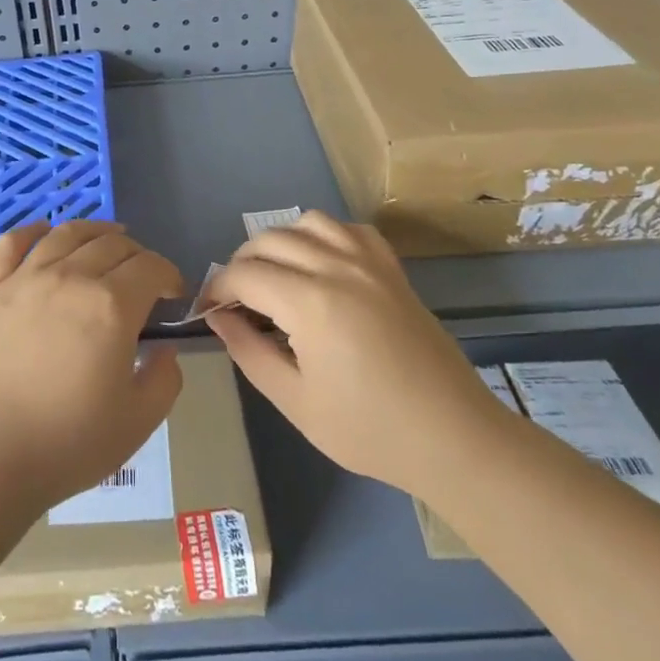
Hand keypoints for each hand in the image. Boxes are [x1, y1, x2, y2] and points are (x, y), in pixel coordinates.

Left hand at [0, 220, 185, 512]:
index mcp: (110, 305)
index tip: (173, 294)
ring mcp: (22, 279)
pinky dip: (31, 231)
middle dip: (137, 254)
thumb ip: (164, 379)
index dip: (169, 275)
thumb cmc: (64, 445)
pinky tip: (42, 232)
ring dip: (94, 231)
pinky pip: (10, 244)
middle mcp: (69, 278)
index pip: (150, 267)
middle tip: (142, 277)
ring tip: (106, 238)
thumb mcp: (137, 422)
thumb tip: (165, 349)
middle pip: (111, 245)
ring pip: (65, 235)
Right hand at [203, 211, 508, 494]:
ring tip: (275, 277)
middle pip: (269, 240)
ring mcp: (369, 263)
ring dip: (280, 242)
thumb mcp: (295, 401)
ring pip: (308, 222)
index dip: (216, 288)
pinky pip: (349, 229)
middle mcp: (337, 267)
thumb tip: (218, 317)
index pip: (244, 274)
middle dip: (241, 264)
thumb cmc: (370, 430)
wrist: (453, 438)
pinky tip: (321, 265)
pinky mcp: (392, 269)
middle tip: (236, 301)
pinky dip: (324, 236)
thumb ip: (249, 352)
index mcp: (311, 302)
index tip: (206, 311)